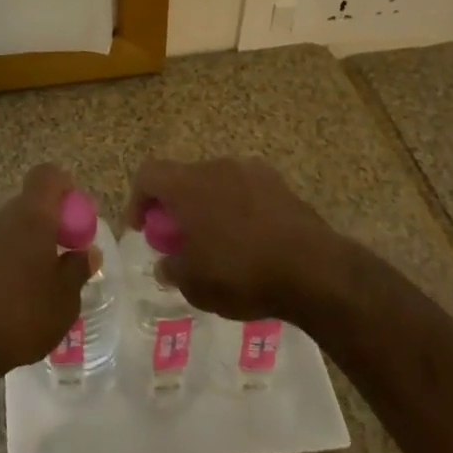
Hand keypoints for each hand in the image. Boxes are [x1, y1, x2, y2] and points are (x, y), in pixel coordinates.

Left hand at [0, 164, 99, 390]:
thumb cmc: (21, 314)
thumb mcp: (64, 298)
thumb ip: (78, 269)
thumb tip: (88, 251)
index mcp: (31, 214)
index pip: (47, 175)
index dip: (65, 188)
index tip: (77, 217)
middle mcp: (2, 215)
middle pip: (31, 203)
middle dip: (50, 223)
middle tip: (65, 256)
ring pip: (12, 227)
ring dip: (29, 244)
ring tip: (42, 284)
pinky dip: (10, 261)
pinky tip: (16, 298)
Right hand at [125, 157, 339, 322]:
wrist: (313, 269)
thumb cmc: (242, 274)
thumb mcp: (195, 285)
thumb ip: (172, 269)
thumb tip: (166, 263)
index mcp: (187, 184)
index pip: (148, 175)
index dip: (138, 200)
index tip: (143, 229)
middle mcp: (215, 167)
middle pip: (183, 177)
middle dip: (176, 206)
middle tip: (181, 241)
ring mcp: (250, 171)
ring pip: (216, 182)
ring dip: (208, 206)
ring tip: (218, 243)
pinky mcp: (279, 183)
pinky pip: (245, 190)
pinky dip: (238, 209)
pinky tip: (251, 241)